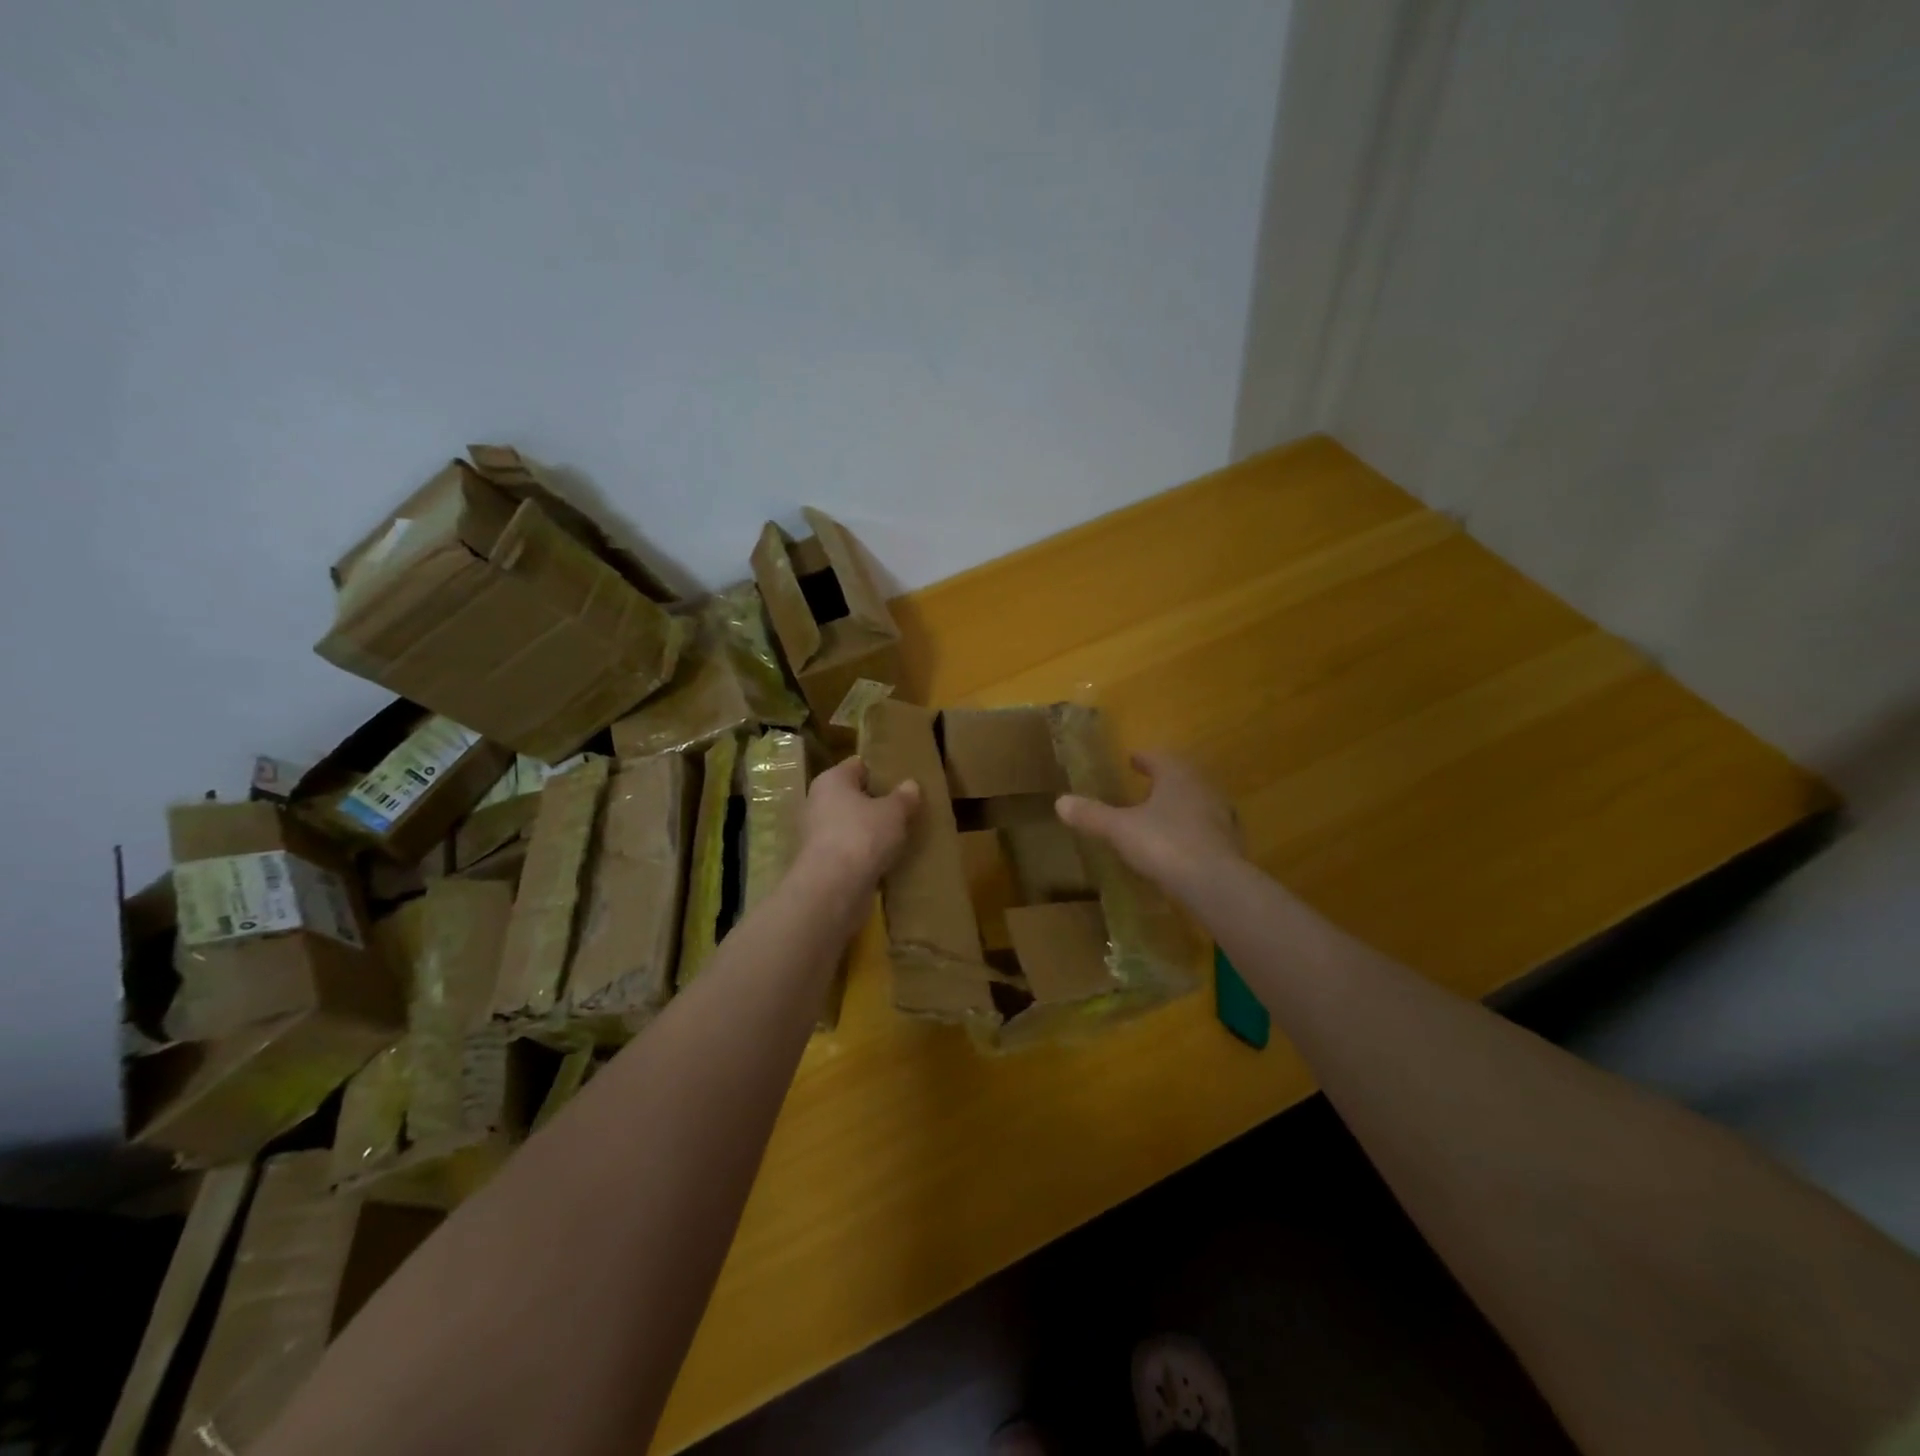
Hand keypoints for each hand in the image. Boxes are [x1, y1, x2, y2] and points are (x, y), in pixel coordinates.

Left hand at [801, 755, 921, 889]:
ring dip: (870, 831)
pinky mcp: (821, 862)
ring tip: (899, 836)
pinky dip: (863, 854)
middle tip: (905, 809)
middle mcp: (818, 802)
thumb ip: (904, 797)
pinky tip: (885, 860)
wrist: (833, 887)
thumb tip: (910, 785)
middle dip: (876, 803)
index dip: (880, 771)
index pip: (858, 765)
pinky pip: (848, 850)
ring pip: (850, 825)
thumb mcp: (894, 812)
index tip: (902, 781)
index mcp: (832, 780)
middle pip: (852, 796)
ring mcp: (816, 834)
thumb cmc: (863, 835)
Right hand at [1056, 752, 1243, 899]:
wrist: (1215, 883)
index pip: (1159, 758)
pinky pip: (1207, 828)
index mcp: (1176, 776)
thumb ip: (1092, 815)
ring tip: (1162, 813)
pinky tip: (1181, 843)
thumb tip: (1060, 801)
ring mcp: (1221, 816)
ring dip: (1181, 803)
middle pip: (1182, 776)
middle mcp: (1203, 788)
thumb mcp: (1120, 829)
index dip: (1143, 758)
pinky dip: (1193, 830)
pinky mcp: (1230, 843)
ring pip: (1198, 801)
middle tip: (1147, 783)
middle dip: (1165, 779)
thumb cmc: (1164, 844)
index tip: (1133, 759)